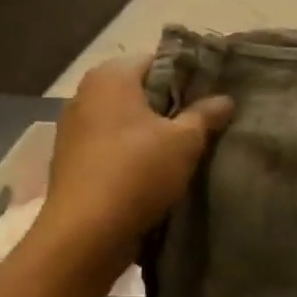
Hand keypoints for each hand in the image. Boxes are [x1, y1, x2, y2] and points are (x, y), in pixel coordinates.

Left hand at [39, 56, 231, 265]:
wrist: (84, 235)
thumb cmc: (136, 173)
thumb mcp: (184, 142)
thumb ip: (206, 115)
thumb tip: (224, 99)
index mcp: (110, 76)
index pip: (158, 61)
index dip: (189, 75)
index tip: (213, 95)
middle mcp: (86, 94)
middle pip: (140, 91)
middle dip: (171, 105)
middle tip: (206, 123)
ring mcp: (74, 129)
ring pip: (125, 121)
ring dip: (151, 133)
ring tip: (185, 150)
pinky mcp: (71, 161)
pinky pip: (111, 146)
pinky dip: (132, 153)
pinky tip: (155, 172)